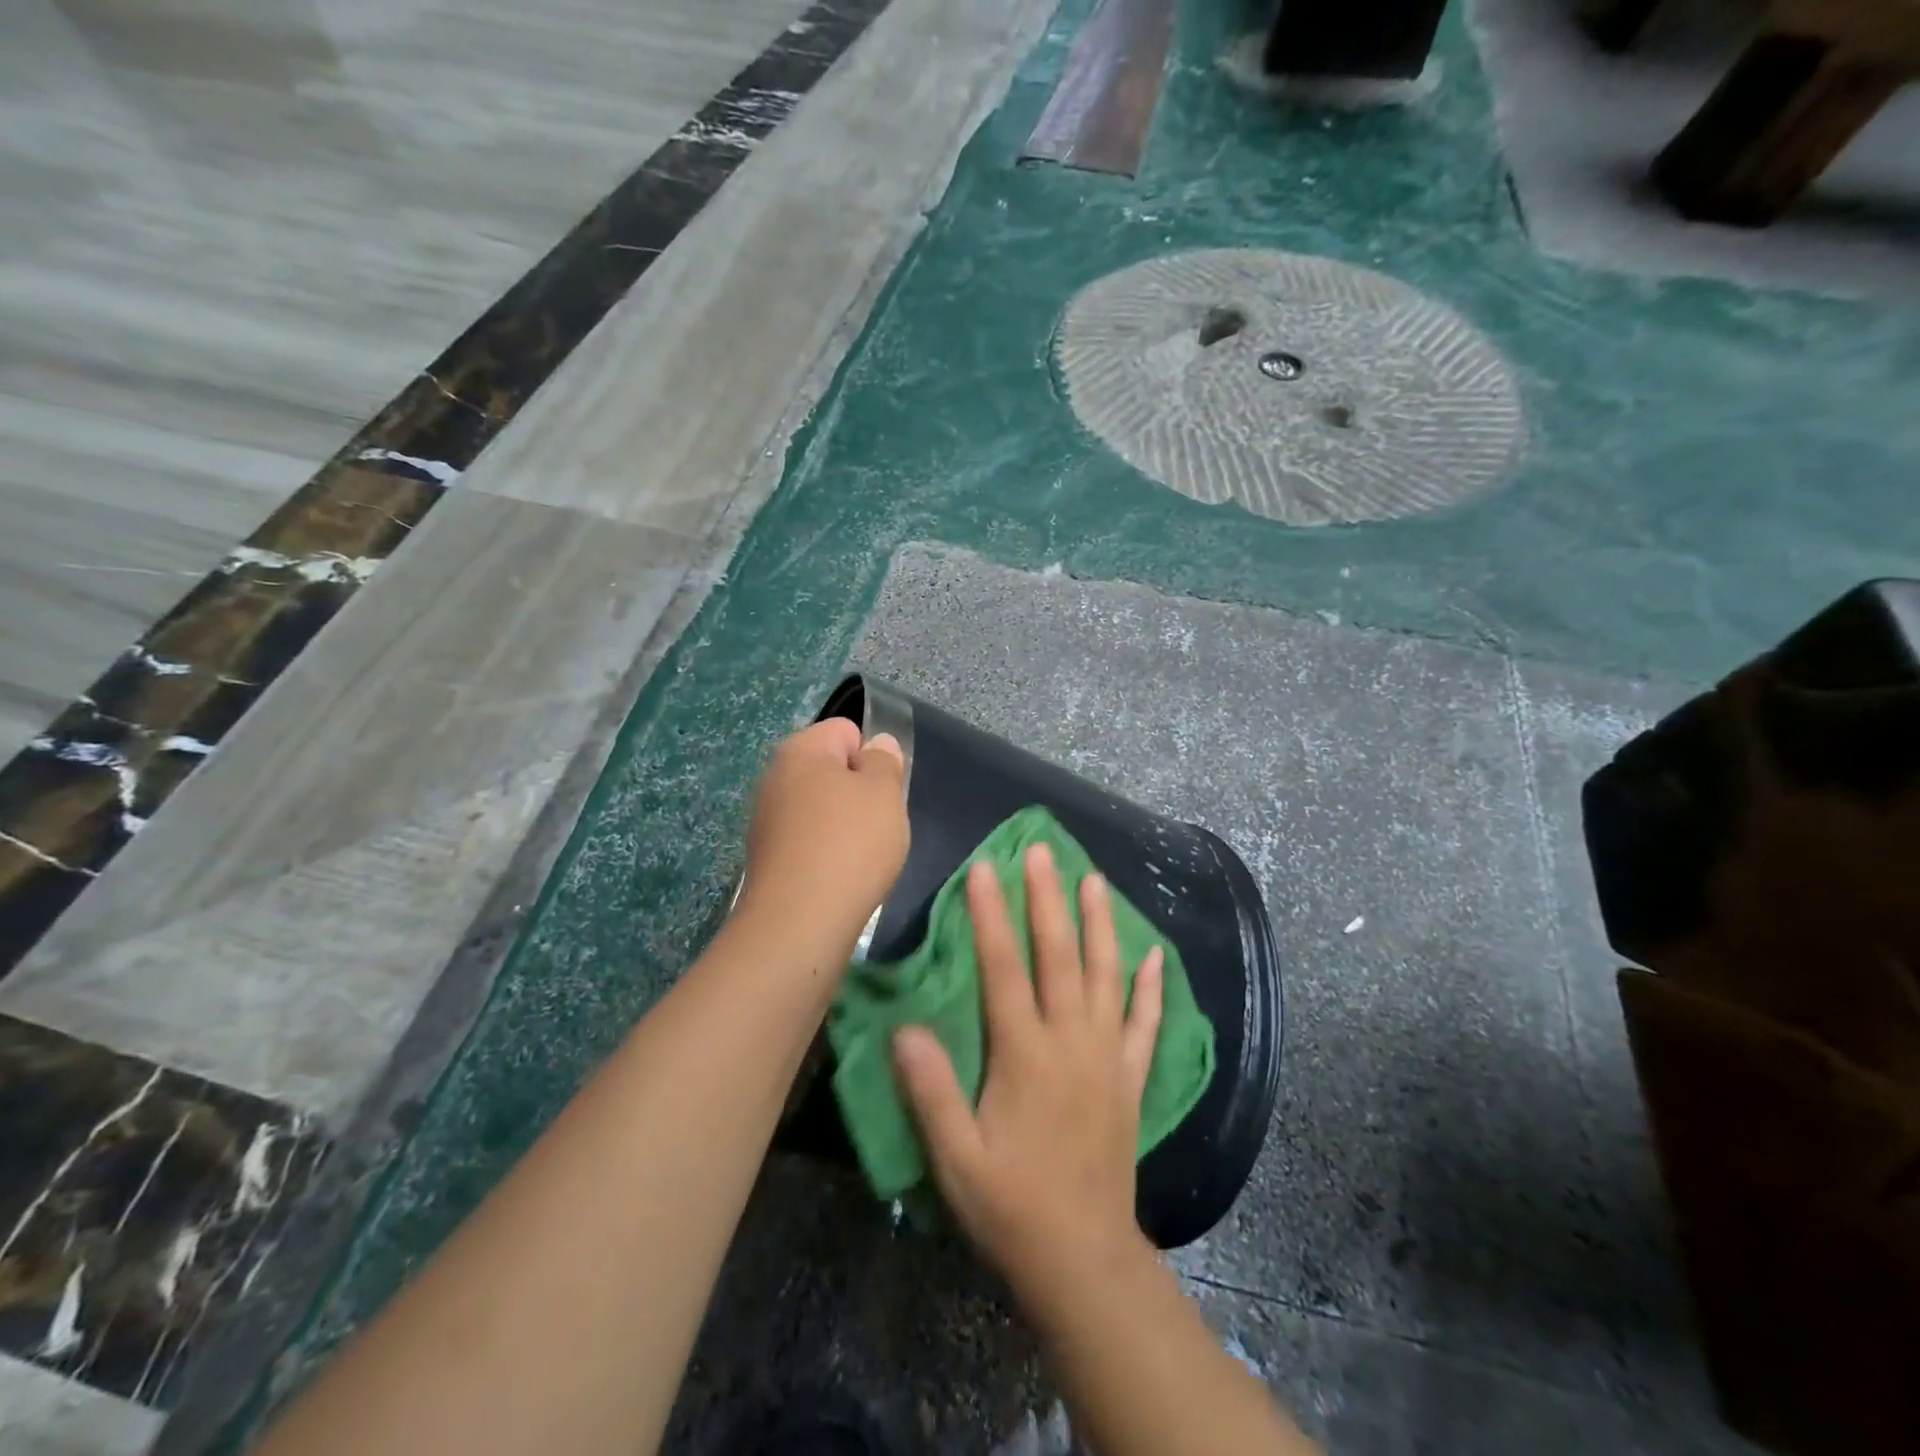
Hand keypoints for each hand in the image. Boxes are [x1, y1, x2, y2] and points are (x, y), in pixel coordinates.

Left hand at [737, 718, 908, 957]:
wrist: (798, 922)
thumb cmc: (850, 844)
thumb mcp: (884, 793)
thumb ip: (884, 762)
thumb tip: (876, 745)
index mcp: (801, 749)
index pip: (846, 730)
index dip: (872, 757)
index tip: (883, 792)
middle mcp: (775, 775)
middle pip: (830, 770)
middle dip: (858, 791)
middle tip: (877, 823)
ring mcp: (766, 817)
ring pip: (820, 807)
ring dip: (843, 824)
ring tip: (860, 855)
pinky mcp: (766, 856)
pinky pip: (807, 839)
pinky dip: (825, 851)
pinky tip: (838, 876)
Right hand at [892, 843, 1164, 1288]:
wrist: (1083, 1257)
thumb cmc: (1010, 1205)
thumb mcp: (956, 1157)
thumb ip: (931, 1089)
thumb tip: (905, 1027)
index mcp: (1025, 1054)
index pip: (1005, 968)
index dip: (992, 916)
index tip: (984, 869)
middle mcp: (1070, 1041)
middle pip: (1058, 955)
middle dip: (1047, 898)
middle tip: (1041, 850)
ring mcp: (1107, 1055)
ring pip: (1105, 975)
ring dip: (1100, 924)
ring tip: (1095, 879)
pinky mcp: (1130, 1078)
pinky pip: (1145, 1023)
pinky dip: (1151, 988)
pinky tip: (1155, 956)